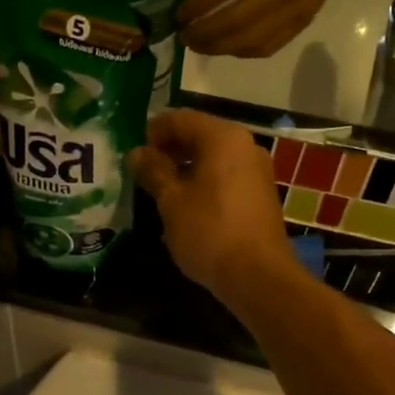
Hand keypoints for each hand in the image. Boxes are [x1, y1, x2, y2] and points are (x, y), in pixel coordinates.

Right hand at [128, 110, 291, 301]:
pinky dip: (204, 181)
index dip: (152, 132)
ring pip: (213, 156)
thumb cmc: (209, 231)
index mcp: (222, 137)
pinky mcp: (261, 192)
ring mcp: (257, 169)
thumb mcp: (172, 201)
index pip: (179, 118)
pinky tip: (186, 205)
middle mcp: (244, 144)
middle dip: (169, 149)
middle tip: (143, 172)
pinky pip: (226, 174)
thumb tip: (137, 152)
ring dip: (185, 167)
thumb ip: (153, 171)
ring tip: (160, 190)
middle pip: (199, 134)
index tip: (134, 155)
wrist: (258, 276)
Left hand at [177, 0, 352, 57]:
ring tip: (200, 46)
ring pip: (251, 41)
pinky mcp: (303, 24)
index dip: (198, 6)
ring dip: (220, 48)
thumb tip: (199, 6)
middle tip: (184, 37)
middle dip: (205, 34)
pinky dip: (242, 51)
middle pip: (236, 21)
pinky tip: (226, 48)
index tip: (178, 17)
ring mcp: (297, 8)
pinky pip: (268, 47)